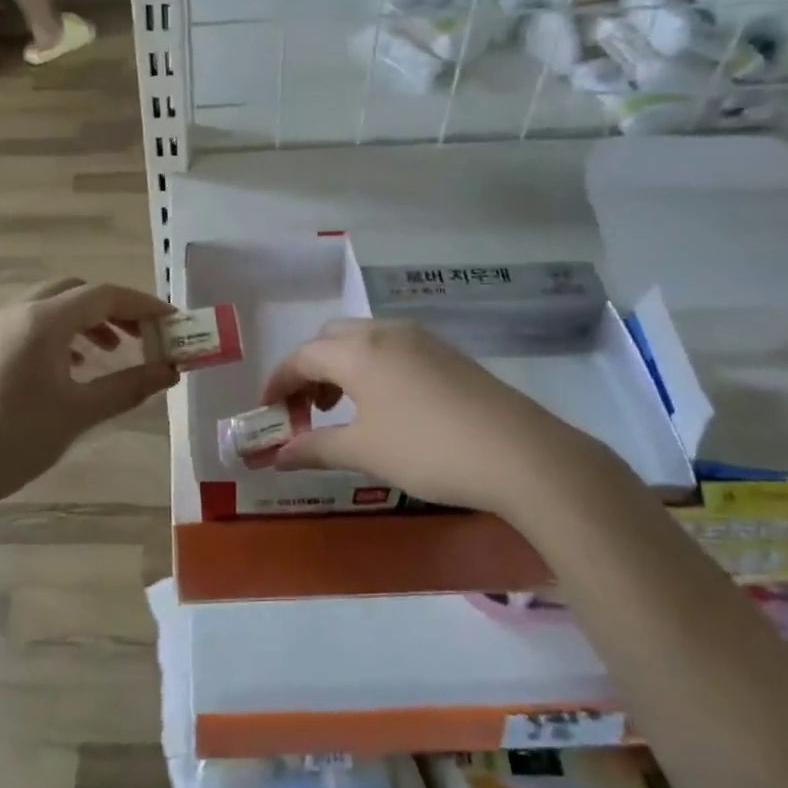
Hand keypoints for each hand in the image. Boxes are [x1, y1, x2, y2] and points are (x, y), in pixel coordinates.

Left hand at [0, 278, 177, 518]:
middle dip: (114, 310)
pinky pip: (30, 325)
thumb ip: (129, 386)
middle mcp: (16, 312)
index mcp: (41, 320)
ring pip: (51, 307)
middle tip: (143, 337)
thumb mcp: (79, 413)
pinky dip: (60, 335)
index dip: (143, 305)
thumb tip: (171, 371)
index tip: (172, 322)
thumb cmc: (15, 439)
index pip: (103, 295)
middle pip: (76, 292)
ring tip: (111, 354)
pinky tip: (71, 368)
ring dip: (86, 322)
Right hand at [262, 318, 627, 514]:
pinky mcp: (447, 353)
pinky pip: (392, 348)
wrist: (520, 453)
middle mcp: (386, 332)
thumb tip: (276, 455)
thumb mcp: (365, 452)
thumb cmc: (428, 450)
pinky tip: (384, 405)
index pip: (301, 357)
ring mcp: (421, 339)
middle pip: (330, 339)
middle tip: (306, 410)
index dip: (278, 383)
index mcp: (358, 351)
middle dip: (309, 370)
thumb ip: (315, 448)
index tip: (266, 411)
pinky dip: (371, 368)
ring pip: (363, 340)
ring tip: (342, 410)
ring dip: (340, 367)